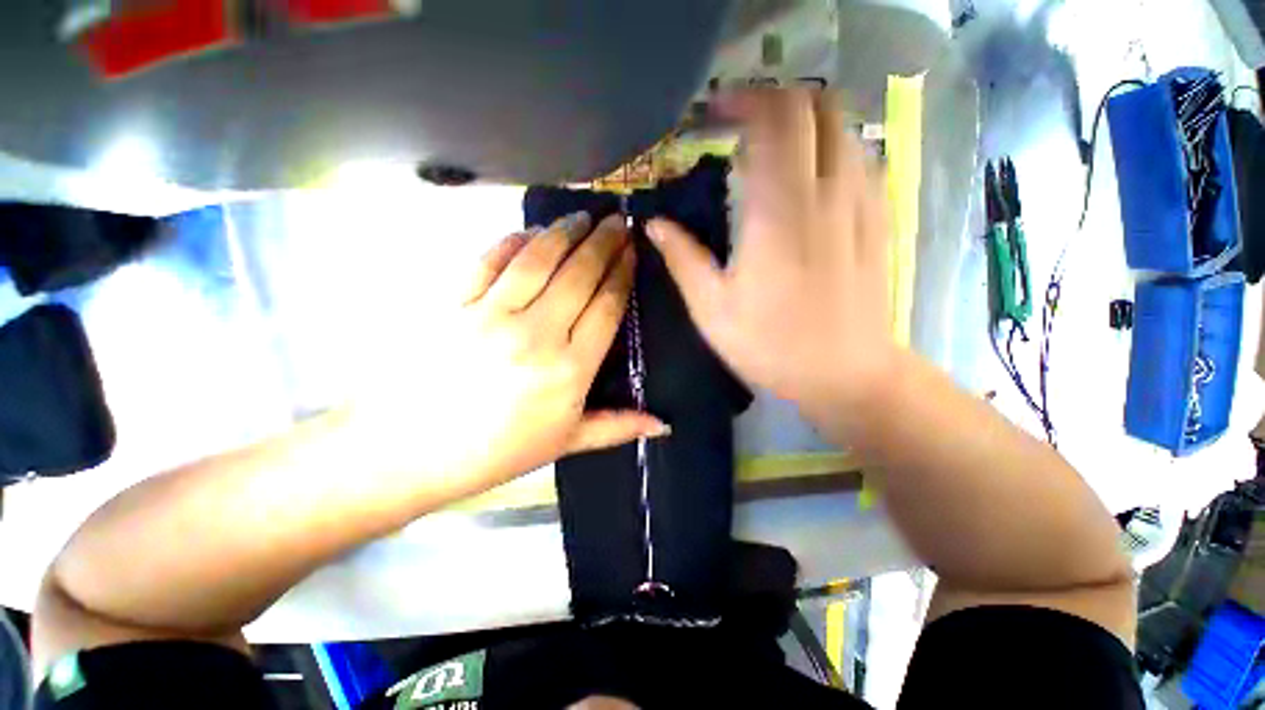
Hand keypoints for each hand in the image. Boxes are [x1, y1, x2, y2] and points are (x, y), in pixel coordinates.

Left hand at [352, 212, 664, 493]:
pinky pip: (488, 262)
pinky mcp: (454, 304)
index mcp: (570, 369)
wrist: (408, 453)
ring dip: (563, 232)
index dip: (622, 273)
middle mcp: (537, 333)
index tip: (633, 250)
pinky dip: (511, 242)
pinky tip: (528, 232)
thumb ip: (617, 426)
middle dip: (603, 241)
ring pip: (538, 259)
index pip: (606, 306)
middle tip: (617, 220)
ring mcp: (491, 314)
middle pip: (579, 274)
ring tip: (581, 216)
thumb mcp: (565, 443)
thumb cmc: (496, 452)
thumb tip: (663, 425)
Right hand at [648, 89, 894, 412]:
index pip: (774, 118)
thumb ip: (682, 259)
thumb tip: (653, 224)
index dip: (742, 100)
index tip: (713, 113)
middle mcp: (827, 191)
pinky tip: (806, 176)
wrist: (846, 374)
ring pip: (842, 124)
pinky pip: (858, 155)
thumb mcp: (712, 309)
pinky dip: (829, 146)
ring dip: (803, 121)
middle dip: (773, 100)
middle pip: (815, 104)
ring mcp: (861, 201)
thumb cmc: (771, 346)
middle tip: (738, 126)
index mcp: (779, 212)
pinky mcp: (878, 217)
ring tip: (768, 149)